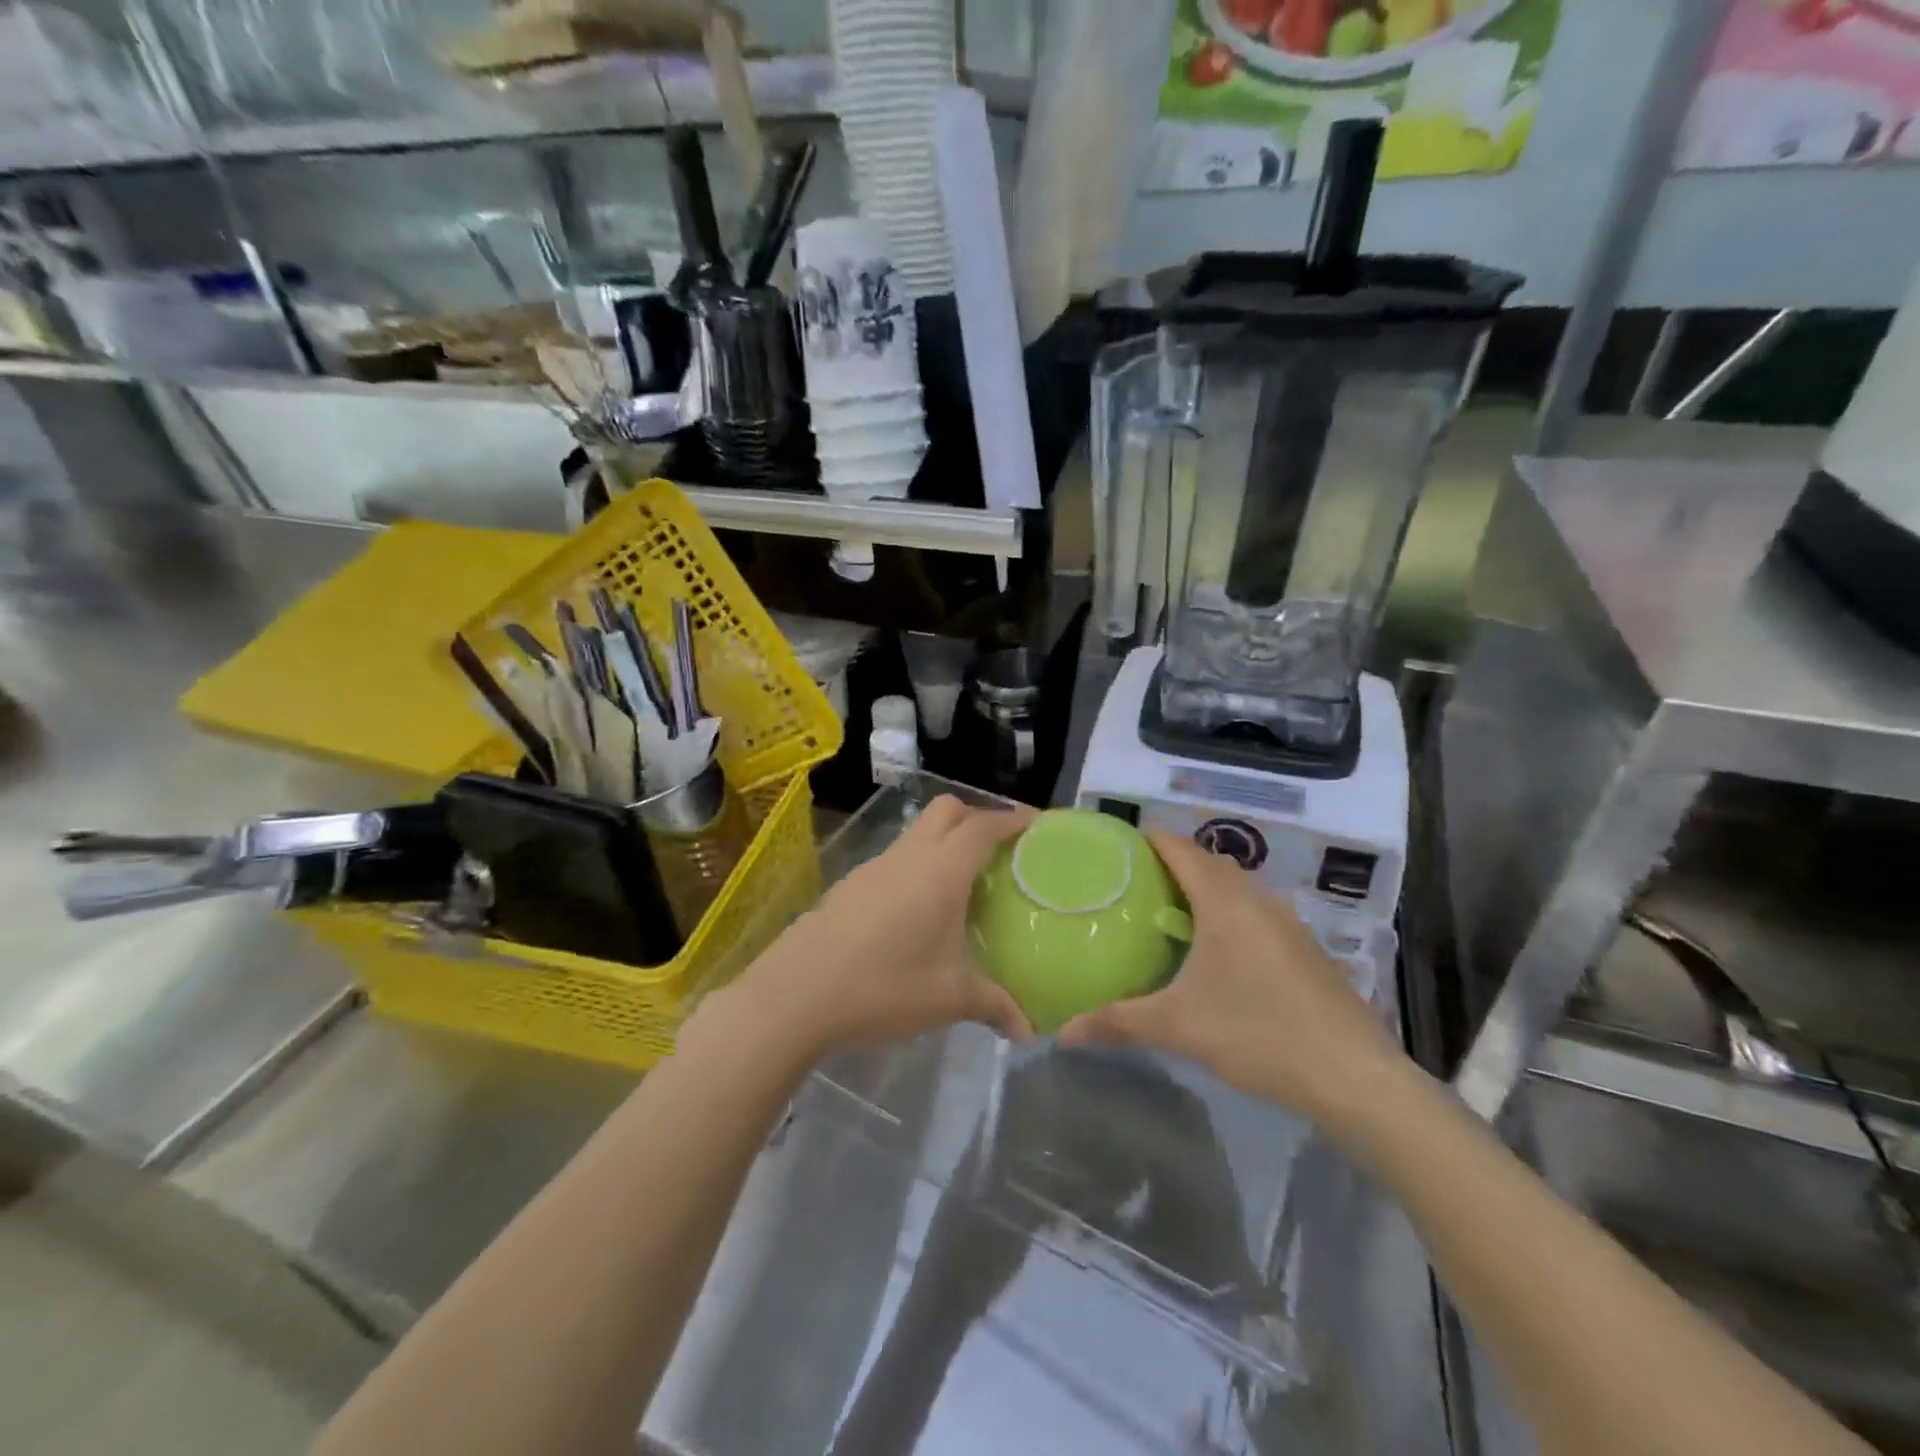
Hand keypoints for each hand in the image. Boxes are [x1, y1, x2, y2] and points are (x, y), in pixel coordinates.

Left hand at [734, 796, 1035, 1056]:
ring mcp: (875, 866)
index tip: (1038, 824)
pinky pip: (896, 857)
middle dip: (978, 817)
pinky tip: (919, 910)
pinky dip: (918, 864)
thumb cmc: (883, 986)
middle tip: (1001, 850)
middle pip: (948, 810)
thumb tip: (1029, 1032)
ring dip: (945, 841)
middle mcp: (909, 856)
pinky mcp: (852, 883)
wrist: (796, 992)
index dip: (1013, 818)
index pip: (983, 826)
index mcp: (941, 871)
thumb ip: (994, 1006)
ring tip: (965, 882)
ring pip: (918, 832)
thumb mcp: (948, 998)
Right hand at [1058, 832, 1408, 1128]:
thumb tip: (1061, 1033)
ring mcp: (1290, 925)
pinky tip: (1219, 953)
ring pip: (1240, 889)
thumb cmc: (1258, 1034)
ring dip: (1208, 889)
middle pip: (1212, 862)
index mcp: (1226, 903)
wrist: (1355, 1078)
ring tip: (1172, 912)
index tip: (1119, 843)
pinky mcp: (1307, 951)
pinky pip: (1259, 913)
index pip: (1181, 849)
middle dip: (1175, 862)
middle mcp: (1259, 901)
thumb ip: (1117, 1023)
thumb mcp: (1178, 1027)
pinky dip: (1232, 914)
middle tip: (1137, 882)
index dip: (1150, 839)